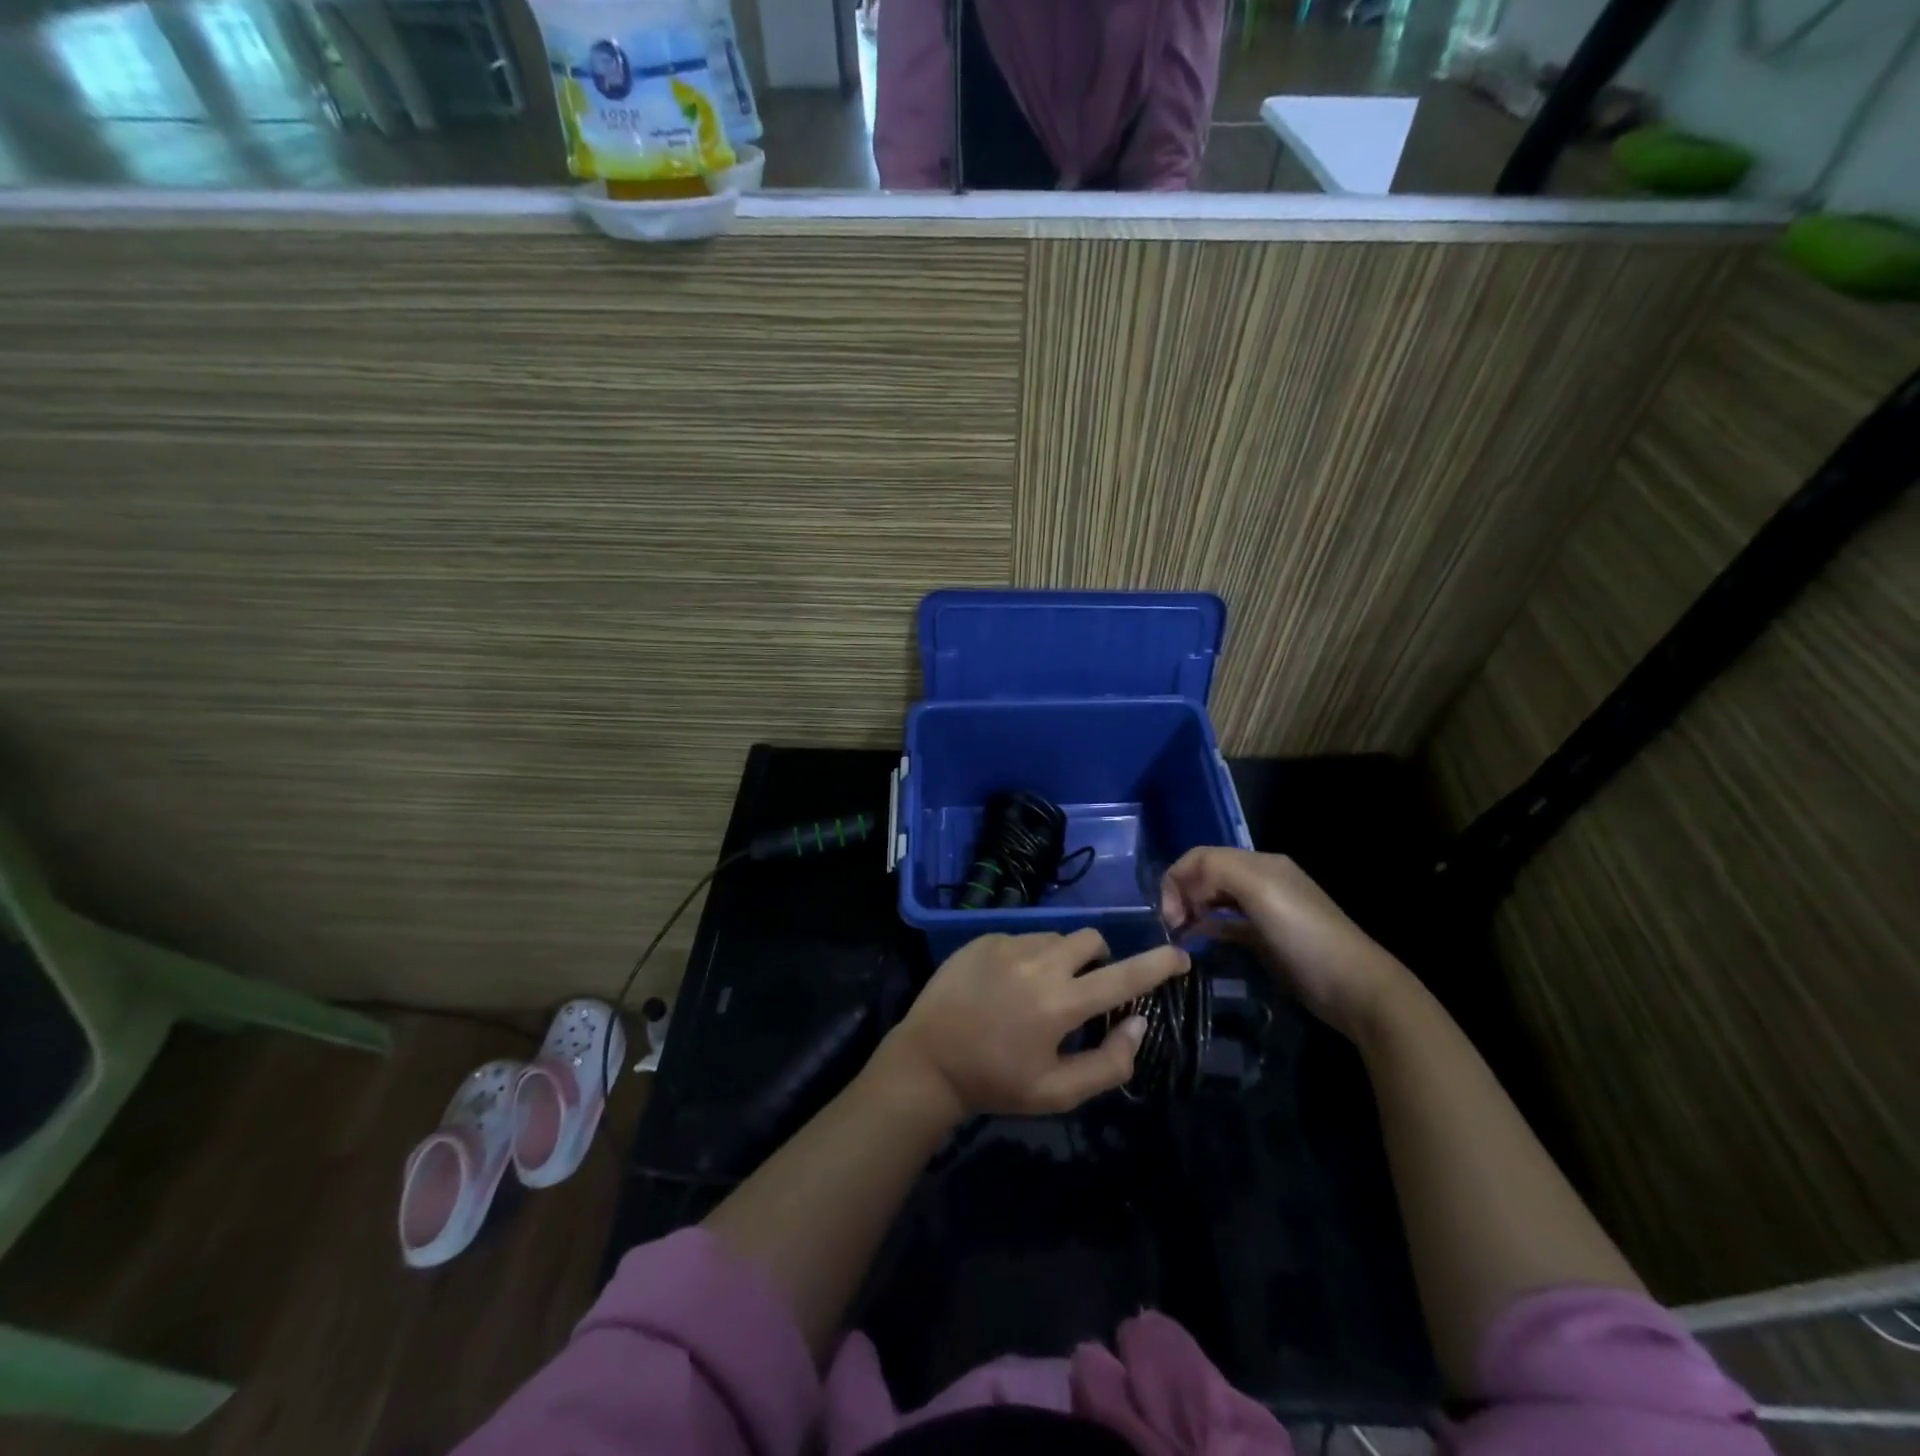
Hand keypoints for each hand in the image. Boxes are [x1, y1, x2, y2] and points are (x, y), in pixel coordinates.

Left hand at [876, 930, 1188, 1119]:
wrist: (928, 1059)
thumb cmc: (996, 1082)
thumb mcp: (1057, 1092)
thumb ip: (1108, 1063)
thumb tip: (1139, 1024)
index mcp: (1060, 1003)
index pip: (1123, 976)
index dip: (1158, 964)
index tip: (1181, 954)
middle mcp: (1038, 964)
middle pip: (1091, 940)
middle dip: (1099, 960)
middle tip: (1083, 991)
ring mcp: (1007, 945)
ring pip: (1056, 938)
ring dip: (1061, 959)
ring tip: (1036, 992)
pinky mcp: (983, 938)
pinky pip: (1023, 938)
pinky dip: (1028, 957)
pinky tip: (1006, 986)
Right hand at [1159, 848, 1410, 1039]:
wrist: (1354, 988)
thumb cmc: (1304, 935)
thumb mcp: (1260, 891)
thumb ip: (1218, 870)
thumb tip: (1184, 883)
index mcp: (1259, 863)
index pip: (1202, 856)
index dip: (1177, 878)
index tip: (1168, 914)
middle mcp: (1261, 880)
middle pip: (1206, 874)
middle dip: (1182, 893)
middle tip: (1173, 926)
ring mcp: (1265, 910)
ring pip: (1214, 898)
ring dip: (1192, 909)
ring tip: (1180, 934)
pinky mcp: (1266, 937)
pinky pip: (1227, 922)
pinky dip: (1208, 925)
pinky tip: (1199, 940)